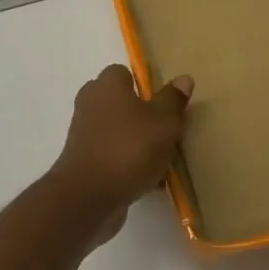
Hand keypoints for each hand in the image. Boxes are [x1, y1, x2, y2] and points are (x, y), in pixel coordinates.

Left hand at [50, 64, 193, 237]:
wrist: (89, 196)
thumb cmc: (130, 148)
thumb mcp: (164, 122)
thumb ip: (173, 100)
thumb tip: (183, 78)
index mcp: (107, 85)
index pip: (123, 73)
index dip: (145, 85)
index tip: (165, 102)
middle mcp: (91, 104)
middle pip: (120, 103)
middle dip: (143, 115)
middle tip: (167, 130)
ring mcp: (84, 135)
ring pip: (118, 132)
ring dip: (138, 143)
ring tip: (164, 159)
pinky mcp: (84, 163)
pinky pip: (113, 156)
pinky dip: (129, 165)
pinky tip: (151, 182)